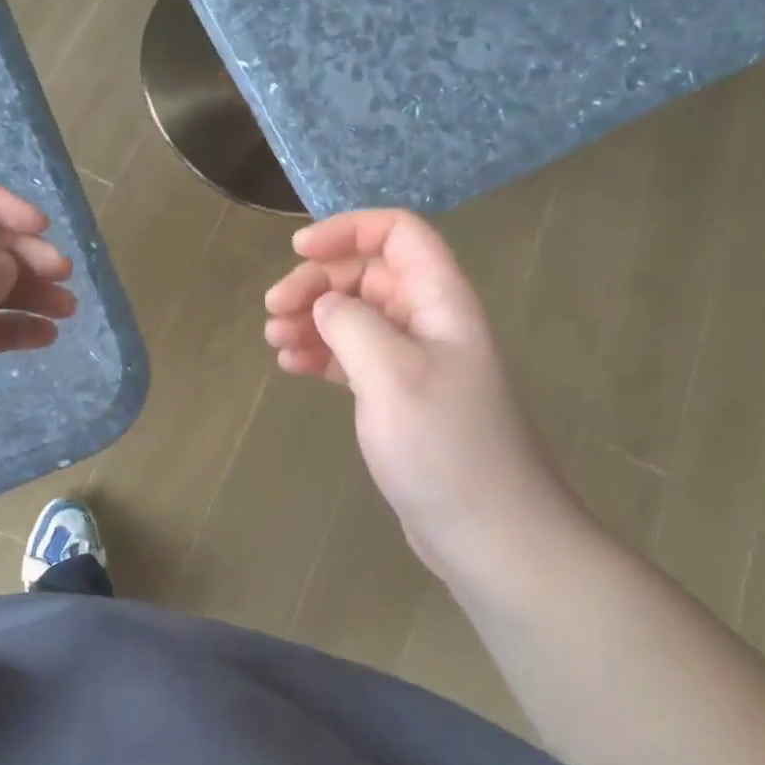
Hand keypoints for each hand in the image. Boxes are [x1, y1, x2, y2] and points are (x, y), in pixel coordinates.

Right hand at [263, 209, 576, 575]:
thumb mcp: (391, 373)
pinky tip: (292, 366)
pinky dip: (322, 353)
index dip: (348, 230)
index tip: (300, 252)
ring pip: (356, 315)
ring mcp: (415, 360)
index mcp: (440, 299)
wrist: (492, 534)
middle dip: (318, 282)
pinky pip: (355, 356)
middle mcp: (429, 320)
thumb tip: (326, 304)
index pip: (398, 232)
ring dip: (313, 318)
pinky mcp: (400, 396)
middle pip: (368, 273)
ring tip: (275, 340)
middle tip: (273, 310)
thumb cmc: (445, 446)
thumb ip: (352, 323)